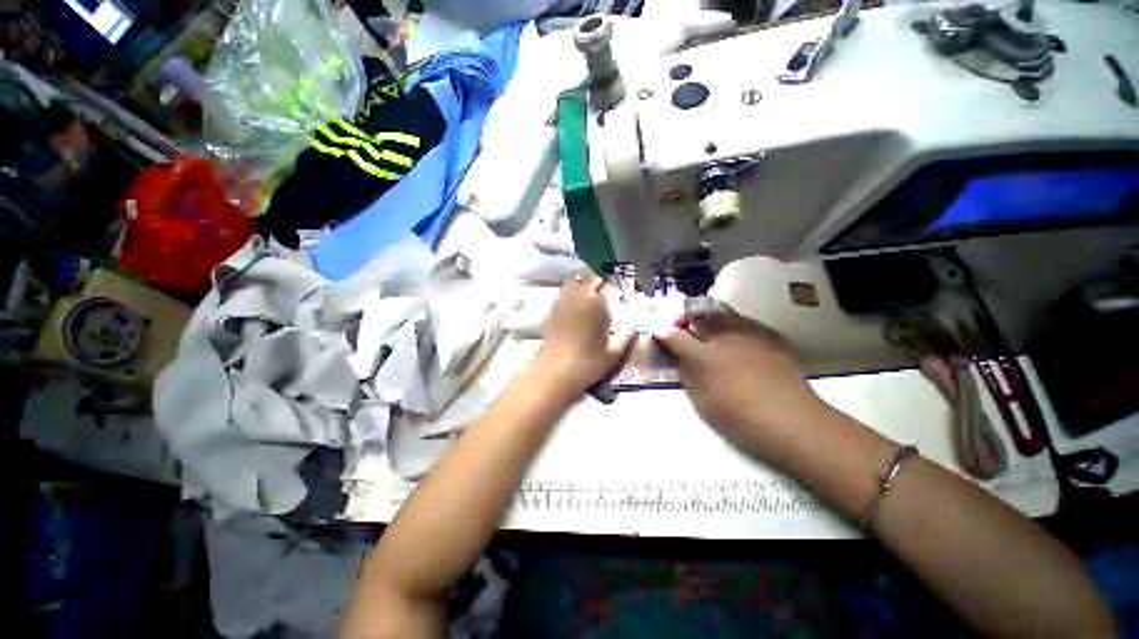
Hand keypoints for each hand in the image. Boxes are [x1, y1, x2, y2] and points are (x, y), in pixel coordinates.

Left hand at [533, 271, 634, 395]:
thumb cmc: (587, 364)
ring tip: (596, 291)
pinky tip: (579, 299)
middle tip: (612, 291)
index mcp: (599, 305)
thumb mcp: (614, 352)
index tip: (626, 296)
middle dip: (605, 279)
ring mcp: (565, 300)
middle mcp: (581, 296)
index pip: (612, 284)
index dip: (621, 287)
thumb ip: (627, 333)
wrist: (553, 372)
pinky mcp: (554, 307)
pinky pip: (566, 287)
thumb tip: (634, 321)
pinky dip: (575, 286)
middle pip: (594, 275)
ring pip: (578, 277)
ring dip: (588, 280)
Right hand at [653, 303, 825, 453]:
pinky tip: (736, 342)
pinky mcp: (770, 336)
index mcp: (705, 355)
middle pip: (700, 312)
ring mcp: (750, 333)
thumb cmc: (740, 417)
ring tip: (708, 332)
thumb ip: (687, 373)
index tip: (657, 333)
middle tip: (683, 327)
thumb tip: (677, 356)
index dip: (663, 333)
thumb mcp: (703, 400)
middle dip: (686, 316)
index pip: (675, 336)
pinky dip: (732, 326)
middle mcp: (726, 336)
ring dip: (709, 318)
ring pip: (723, 312)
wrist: (794, 422)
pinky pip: (744, 322)